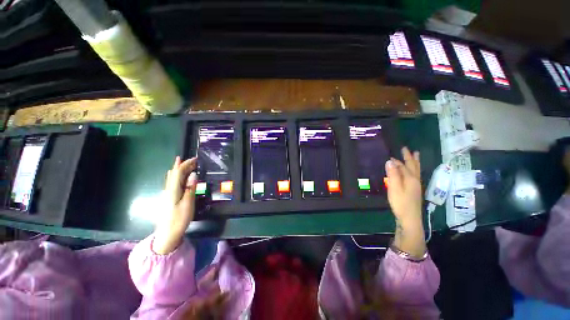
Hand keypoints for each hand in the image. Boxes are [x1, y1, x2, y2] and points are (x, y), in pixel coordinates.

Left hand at [153, 156, 197, 254]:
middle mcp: (168, 190)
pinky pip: (173, 183)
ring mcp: (168, 194)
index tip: (195, 159)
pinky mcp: (169, 198)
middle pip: (174, 174)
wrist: (167, 234)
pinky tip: (179, 177)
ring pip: (173, 178)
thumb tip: (194, 175)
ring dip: (180, 170)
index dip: (185, 164)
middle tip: (194, 160)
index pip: (178, 172)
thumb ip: (190, 188)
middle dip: (183, 165)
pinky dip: (178, 177)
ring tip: (187, 164)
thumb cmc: (179, 219)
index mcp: (173, 190)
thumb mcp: (188, 204)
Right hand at [385, 147, 421, 224]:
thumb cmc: (401, 203)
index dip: (396, 160)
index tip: (389, 155)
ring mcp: (416, 186)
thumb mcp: (394, 188)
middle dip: (409, 157)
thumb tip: (389, 161)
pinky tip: (412, 171)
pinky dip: (414, 169)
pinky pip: (415, 175)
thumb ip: (392, 174)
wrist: (410, 219)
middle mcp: (415, 180)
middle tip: (407, 149)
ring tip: (416, 155)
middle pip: (413, 166)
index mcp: (410, 178)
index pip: (403, 166)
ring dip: (414, 162)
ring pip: (416, 170)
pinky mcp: (414, 190)